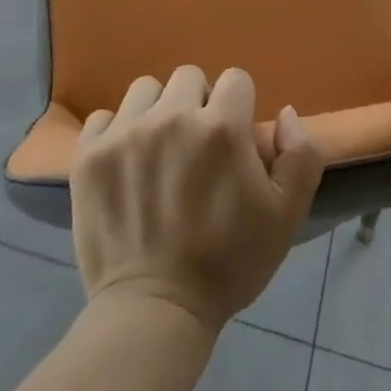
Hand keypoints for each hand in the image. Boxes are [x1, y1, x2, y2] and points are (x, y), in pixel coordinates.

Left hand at [71, 65, 325, 332]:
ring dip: (156, 112)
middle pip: (189, 78)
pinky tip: (124, 165)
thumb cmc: (227, 264)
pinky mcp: (90, 154)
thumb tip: (283, 113)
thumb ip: (300, 155)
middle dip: (197, 105)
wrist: (155, 312)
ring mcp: (126, 132)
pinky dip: (115, 134)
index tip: (232, 142)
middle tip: (195, 150)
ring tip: (158, 153)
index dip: (238, 108)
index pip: (235, 80)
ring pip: (146, 90)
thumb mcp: (286, 215)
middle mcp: (172, 117)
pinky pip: (104, 117)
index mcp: (221, 127)